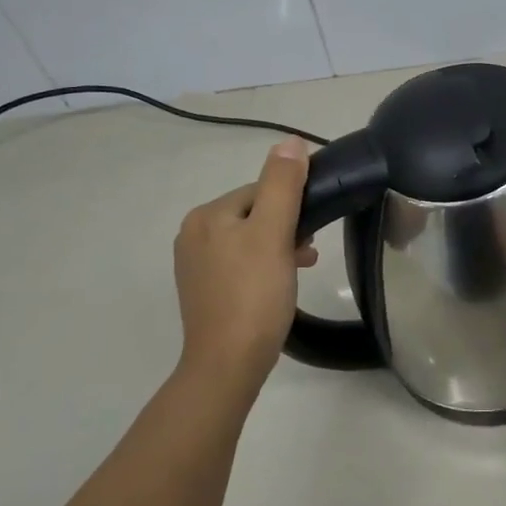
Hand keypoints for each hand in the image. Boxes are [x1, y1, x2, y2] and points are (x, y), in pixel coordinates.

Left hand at [171, 138, 316, 399]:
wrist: (227, 364)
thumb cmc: (254, 295)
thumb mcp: (274, 234)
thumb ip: (282, 185)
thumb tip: (289, 140)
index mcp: (206, 216)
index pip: (260, 191)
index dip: (292, 205)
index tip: (312, 232)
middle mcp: (193, 235)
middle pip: (254, 214)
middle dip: (286, 228)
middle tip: (309, 255)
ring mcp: (196, 265)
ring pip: (250, 240)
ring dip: (279, 247)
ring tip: (301, 269)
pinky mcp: (205, 291)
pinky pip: (241, 264)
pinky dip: (264, 268)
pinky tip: (279, 286)